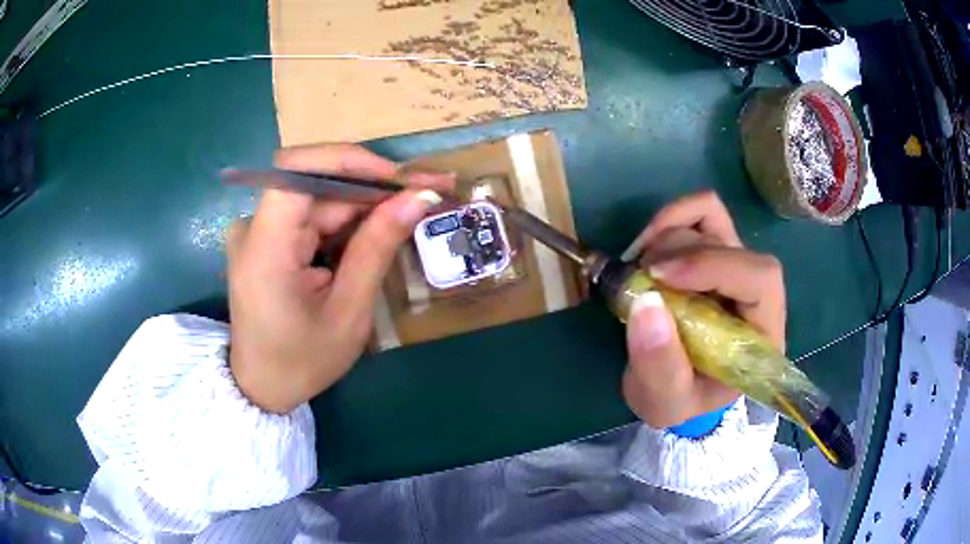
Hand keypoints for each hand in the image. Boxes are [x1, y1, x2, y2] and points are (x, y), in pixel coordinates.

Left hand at [226, 143, 453, 413]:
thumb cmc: (301, 361)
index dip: (350, 161)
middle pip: (317, 185)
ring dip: (366, 204)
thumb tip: (417, 198)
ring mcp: (258, 232)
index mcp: (265, 247)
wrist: (262, 387)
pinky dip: (347, 222)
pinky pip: (312, 218)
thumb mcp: (347, 312)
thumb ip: (376, 248)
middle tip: (428, 191)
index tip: (398, 178)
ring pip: (320, 200)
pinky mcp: (267, 240)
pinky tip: (379, 231)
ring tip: (413, 209)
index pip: (298, 171)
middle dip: (373, 185)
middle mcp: (254, 227)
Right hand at [619, 191, 785, 428]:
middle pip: (731, 244)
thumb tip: (646, 302)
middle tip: (638, 280)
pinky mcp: (711, 251)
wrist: (676, 389)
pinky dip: (668, 220)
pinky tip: (646, 248)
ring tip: (638, 272)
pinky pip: (698, 212)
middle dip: (678, 254)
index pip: (760, 278)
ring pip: (711, 218)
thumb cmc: (681, 401)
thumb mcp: (666, 402)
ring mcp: (733, 264)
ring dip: (666, 236)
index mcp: (763, 332)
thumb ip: (660, 366)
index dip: (713, 266)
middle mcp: (755, 290)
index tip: (659, 277)